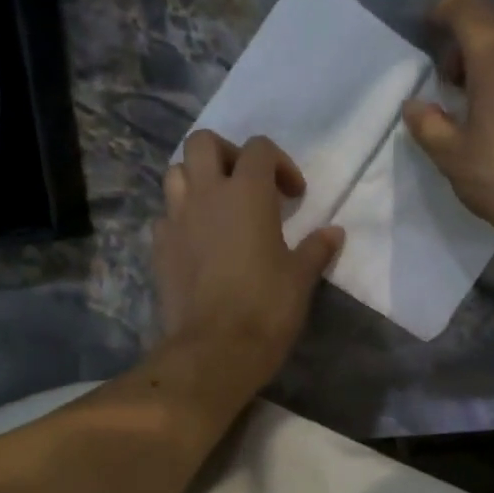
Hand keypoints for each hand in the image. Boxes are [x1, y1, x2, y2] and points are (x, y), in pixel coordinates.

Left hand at [154, 132, 343, 397]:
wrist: (214, 349)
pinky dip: (180, 219)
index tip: (293, 196)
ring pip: (175, 173)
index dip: (280, 164)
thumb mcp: (301, 278)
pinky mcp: (159, 248)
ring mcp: (176, 220)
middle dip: (226, 154)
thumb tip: (334, 232)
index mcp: (246, 193)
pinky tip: (197, 243)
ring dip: (196, 180)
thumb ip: (316, 248)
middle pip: (203, 143)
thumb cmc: (266, 308)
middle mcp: (205, 195)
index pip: (258, 148)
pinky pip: (165, 217)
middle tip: (246, 184)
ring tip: (217, 208)